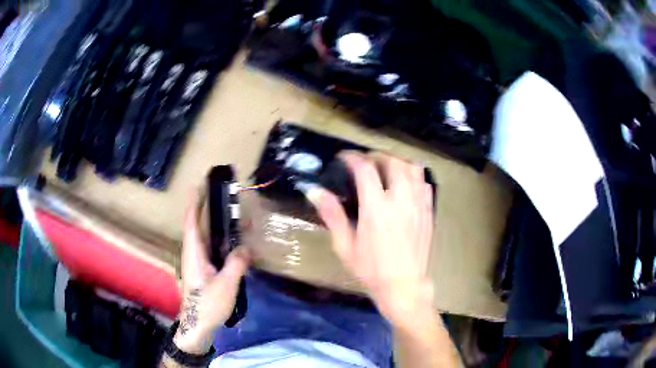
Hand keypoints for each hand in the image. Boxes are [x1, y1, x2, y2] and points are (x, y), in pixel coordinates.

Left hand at [174, 191, 250, 353]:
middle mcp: (192, 255)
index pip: (191, 224)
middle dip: (206, 210)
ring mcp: (197, 265)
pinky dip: (220, 242)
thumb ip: (236, 264)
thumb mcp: (226, 285)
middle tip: (221, 198)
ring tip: (232, 218)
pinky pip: (211, 251)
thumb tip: (246, 247)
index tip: (198, 187)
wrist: (197, 327)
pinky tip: (232, 245)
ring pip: (205, 240)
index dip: (194, 205)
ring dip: (215, 227)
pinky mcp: (203, 273)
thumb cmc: (208, 305)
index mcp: (193, 254)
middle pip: (197, 227)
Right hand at [307, 152, 434, 327]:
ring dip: (397, 162)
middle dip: (376, 155)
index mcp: (376, 208)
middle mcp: (400, 200)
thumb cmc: (371, 270)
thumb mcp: (345, 246)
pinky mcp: (429, 211)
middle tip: (365, 162)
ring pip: (413, 167)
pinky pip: (424, 182)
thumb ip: (332, 215)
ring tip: (386, 169)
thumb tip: (315, 192)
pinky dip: (413, 176)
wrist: (404, 286)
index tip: (344, 158)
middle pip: (392, 161)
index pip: (365, 168)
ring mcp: (418, 204)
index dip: (352, 157)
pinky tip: (405, 186)